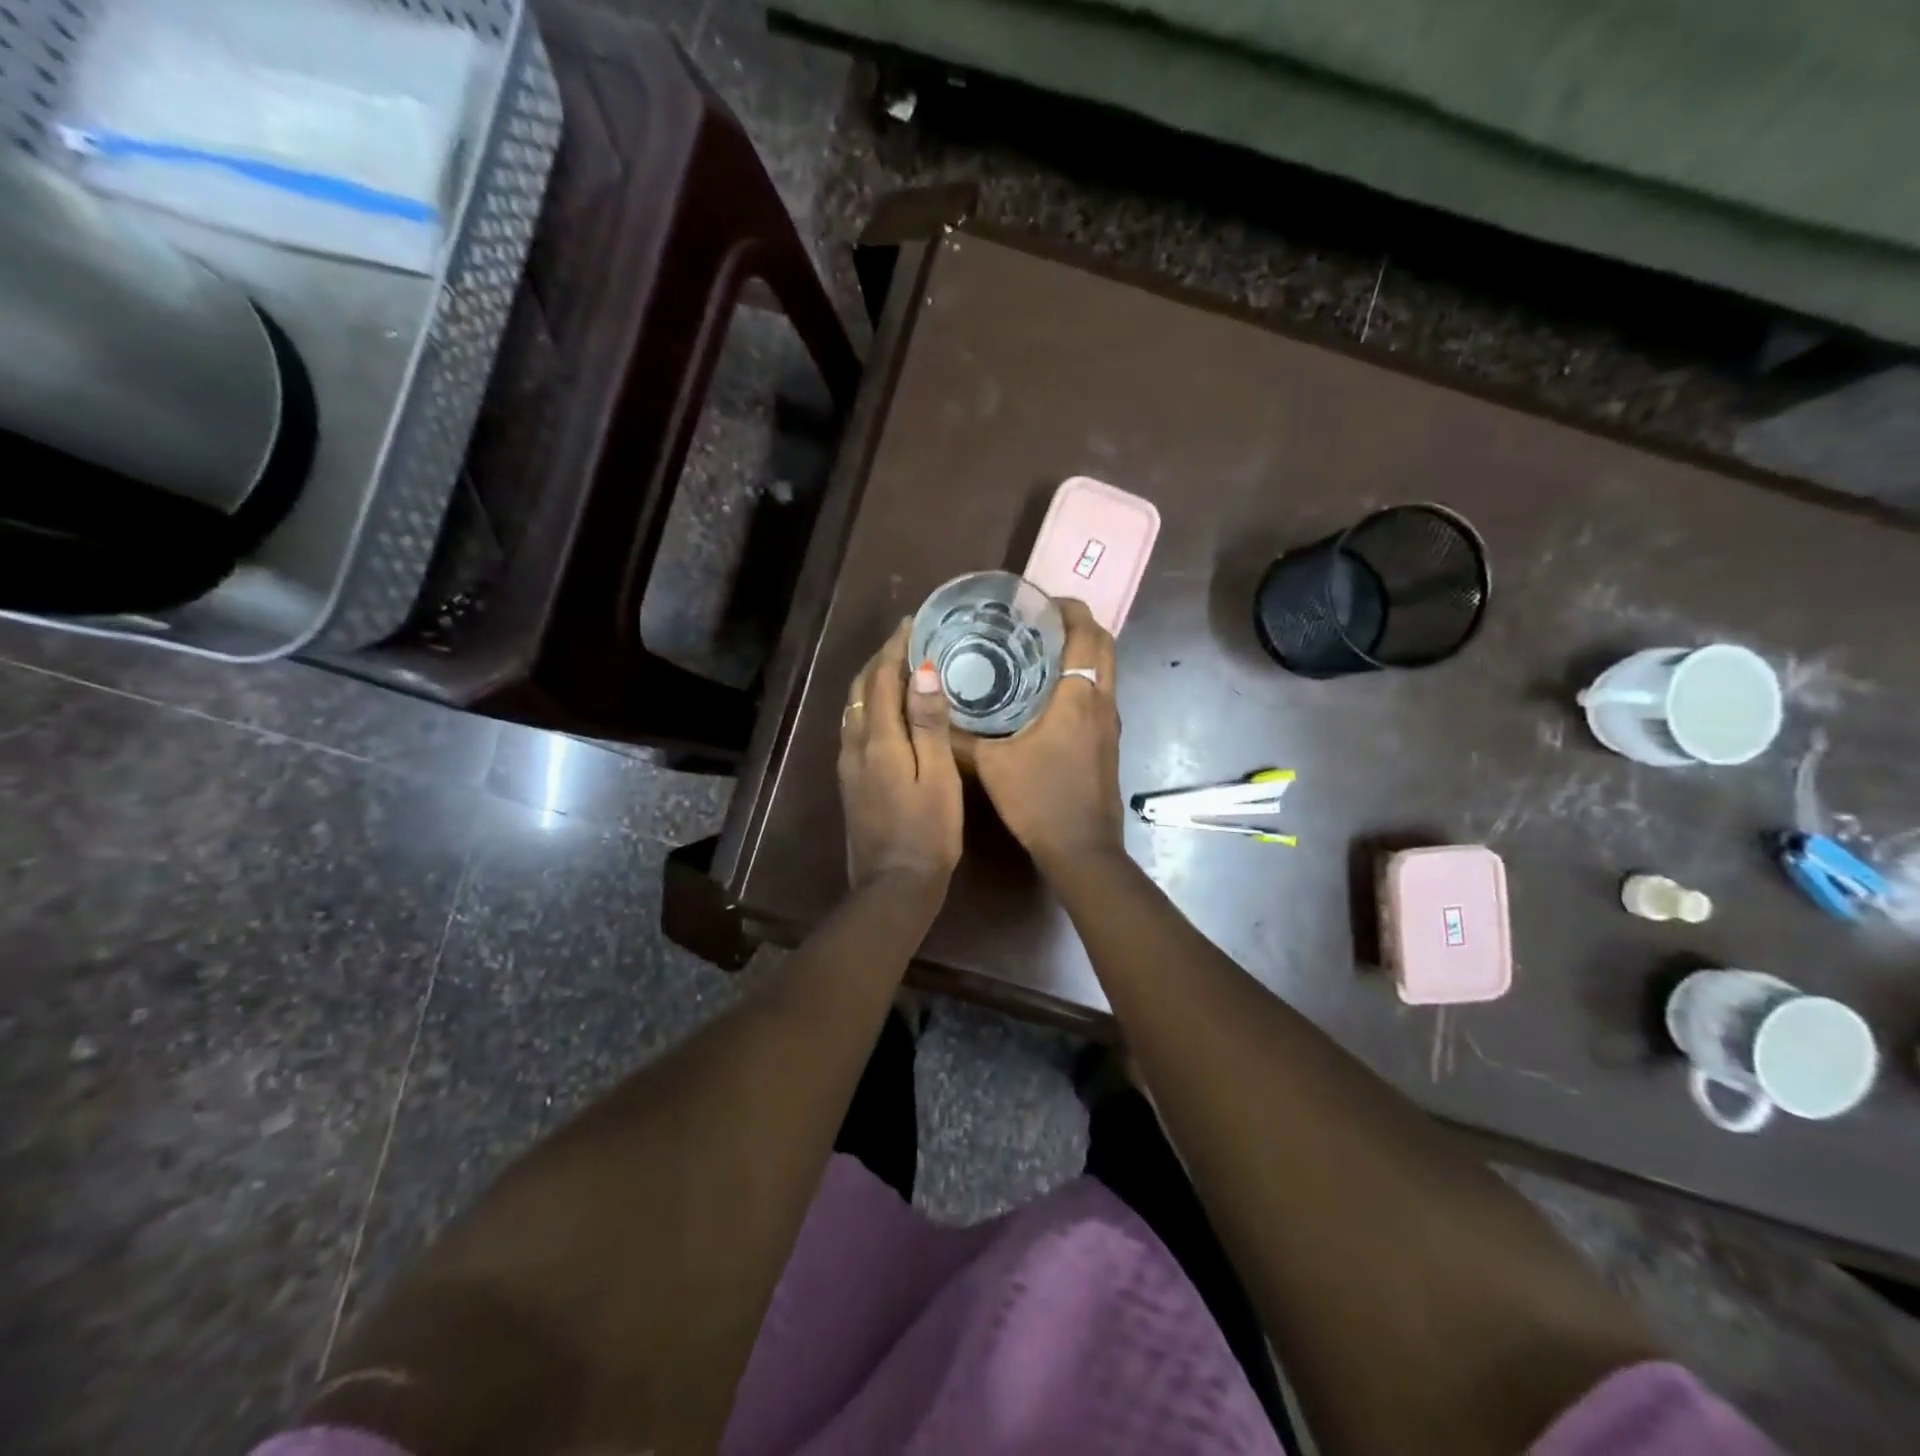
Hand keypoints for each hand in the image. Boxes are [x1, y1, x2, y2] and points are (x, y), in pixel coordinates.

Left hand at [839, 620, 963, 892]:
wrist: (894, 885)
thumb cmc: (928, 831)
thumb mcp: (938, 776)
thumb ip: (928, 723)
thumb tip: (921, 671)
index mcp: (878, 739)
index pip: (882, 679)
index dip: (896, 648)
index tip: (913, 623)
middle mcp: (855, 744)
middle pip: (861, 689)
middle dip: (880, 660)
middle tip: (907, 640)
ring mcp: (848, 764)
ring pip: (854, 708)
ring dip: (872, 681)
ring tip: (898, 667)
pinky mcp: (850, 781)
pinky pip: (854, 727)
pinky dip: (869, 706)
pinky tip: (886, 711)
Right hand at [970, 599, 1123, 871]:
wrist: (1081, 849)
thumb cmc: (1039, 800)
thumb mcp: (991, 765)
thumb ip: (960, 737)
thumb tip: (933, 710)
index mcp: (1078, 697)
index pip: (1086, 633)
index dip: (1068, 608)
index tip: (1039, 602)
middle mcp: (1103, 702)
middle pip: (1104, 645)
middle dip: (1077, 625)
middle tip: (1037, 623)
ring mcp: (1111, 724)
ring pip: (1106, 670)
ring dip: (1082, 653)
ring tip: (1040, 651)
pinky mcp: (1109, 743)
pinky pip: (1101, 694)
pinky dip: (1082, 679)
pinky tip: (1048, 695)